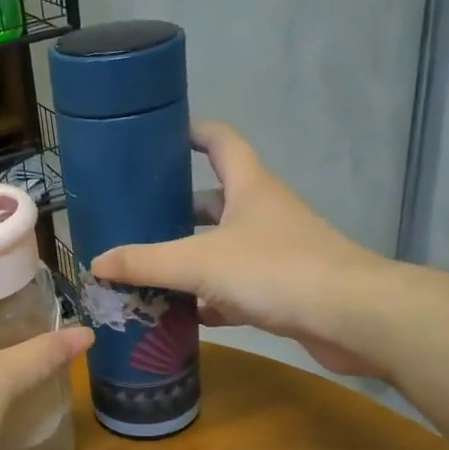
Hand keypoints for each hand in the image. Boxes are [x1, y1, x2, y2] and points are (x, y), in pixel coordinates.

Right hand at [90, 122, 393, 377]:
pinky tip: (185, 313)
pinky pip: (236, 287)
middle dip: (177, 208)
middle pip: (214, 200)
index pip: (220, 141)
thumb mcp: (199, 263)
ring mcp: (277, 251)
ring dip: (190, 257)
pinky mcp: (284, 289)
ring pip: (223, 247)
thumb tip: (96, 262)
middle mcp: (263, 212)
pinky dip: (211, 297)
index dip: (193, 132)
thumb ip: (146, 262)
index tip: (162, 135)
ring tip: (148, 268)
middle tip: (137, 218)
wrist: (352, 317)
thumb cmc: (275, 270)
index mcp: (249, 187)